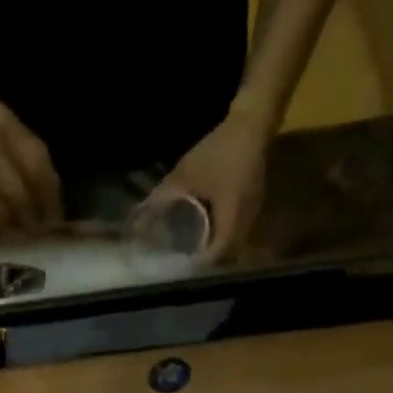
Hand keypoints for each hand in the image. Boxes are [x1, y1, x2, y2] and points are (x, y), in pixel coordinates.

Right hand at [0, 74, 60, 245]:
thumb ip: (20, 151)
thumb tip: (46, 198)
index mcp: (3, 122)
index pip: (36, 166)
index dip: (50, 197)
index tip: (55, 219)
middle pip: (18, 195)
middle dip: (31, 221)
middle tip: (35, 236)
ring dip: (10, 231)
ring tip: (16, 239)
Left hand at [144, 107, 272, 262]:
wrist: (254, 119)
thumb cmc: (220, 149)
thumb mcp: (186, 174)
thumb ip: (162, 197)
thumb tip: (138, 217)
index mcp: (231, 219)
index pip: (215, 258)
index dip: (197, 269)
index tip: (179, 272)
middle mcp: (245, 224)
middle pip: (225, 259)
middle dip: (205, 267)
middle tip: (184, 268)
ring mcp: (252, 217)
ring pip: (232, 249)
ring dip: (215, 255)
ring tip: (193, 257)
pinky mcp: (252, 208)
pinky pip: (236, 235)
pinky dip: (222, 240)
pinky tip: (207, 237)